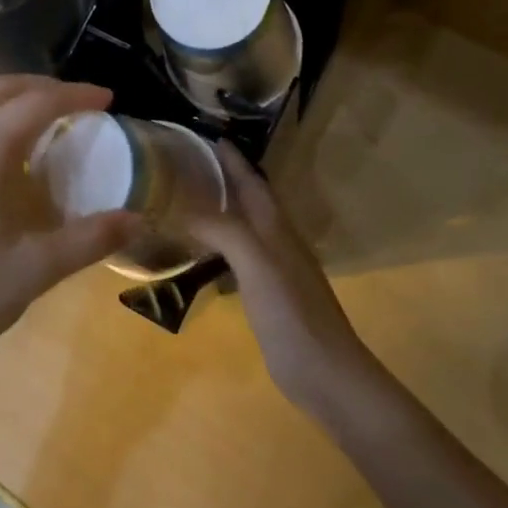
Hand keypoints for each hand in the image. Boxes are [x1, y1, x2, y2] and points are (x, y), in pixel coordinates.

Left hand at [0, 76, 143, 387]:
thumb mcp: (35, 270)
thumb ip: (90, 238)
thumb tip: (138, 220)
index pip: (35, 103)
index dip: (75, 95)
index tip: (108, 99)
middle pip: (0, 89)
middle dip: (44, 87)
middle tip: (81, 102)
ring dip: (15, 99)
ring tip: (50, 119)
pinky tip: (7, 148)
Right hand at [187, 142, 378, 418]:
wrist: (324, 371)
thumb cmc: (291, 313)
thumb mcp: (256, 264)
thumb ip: (224, 230)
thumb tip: (183, 209)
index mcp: (275, 227)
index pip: (251, 181)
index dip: (232, 159)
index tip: (206, 136)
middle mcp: (276, 240)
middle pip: (249, 200)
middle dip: (224, 179)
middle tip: (187, 165)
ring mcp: (274, 268)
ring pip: (244, 227)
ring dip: (221, 211)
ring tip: (187, 202)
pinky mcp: (267, 294)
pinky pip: (238, 257)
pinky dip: (219, 246)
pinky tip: (202, 253)